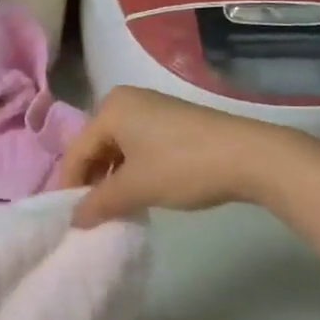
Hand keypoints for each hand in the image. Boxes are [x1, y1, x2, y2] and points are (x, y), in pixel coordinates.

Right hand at [56, 86, 296, 227]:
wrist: (250, 156)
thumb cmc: (182, 166)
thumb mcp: (135, 188)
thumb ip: (99, 203)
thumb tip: (74, 219)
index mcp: (110, 108)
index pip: (77, 151)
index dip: (70, 186)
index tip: (68, 217)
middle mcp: (126, 100)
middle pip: (96, 146)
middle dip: (92, 181)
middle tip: (91, 214)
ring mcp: (152, 108)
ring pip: (118, 148)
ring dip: (113, 178)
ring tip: (116, 208)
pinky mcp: (173, 120)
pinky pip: (138, 145)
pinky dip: (133, 169)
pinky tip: (140, 192)